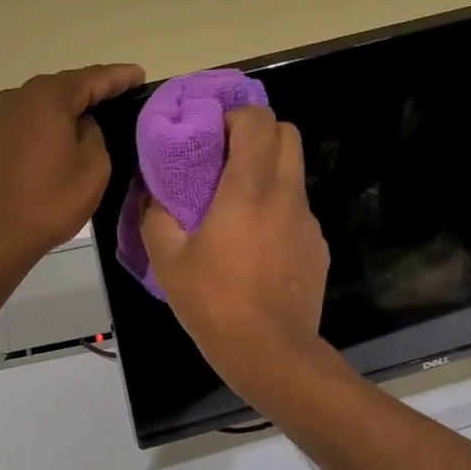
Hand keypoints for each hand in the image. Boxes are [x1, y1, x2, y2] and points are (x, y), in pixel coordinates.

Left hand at [0, 63, 145, 284]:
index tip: (140, 75)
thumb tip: (81, 126)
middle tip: (121, 96)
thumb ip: (95, 135)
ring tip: (93, 119)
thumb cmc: (48, 201)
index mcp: (47, 97)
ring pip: (42, 107)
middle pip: (63, 88)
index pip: (93, 78)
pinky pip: (26, 125)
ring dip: (66, 110)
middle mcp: (17, 97)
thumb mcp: (93, 168)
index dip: (119, 77)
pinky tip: (59, 141)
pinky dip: (46, 127)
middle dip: (92, 90)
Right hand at [140, 106, 331, 399]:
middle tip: (225, 158)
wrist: (271, 353)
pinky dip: (276, 210)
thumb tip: (153, 194)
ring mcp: (307, 222)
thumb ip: (156, 216)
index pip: (258, 120)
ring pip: (293, 172)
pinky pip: (296, 210)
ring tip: (236, 207)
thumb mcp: (167, 259)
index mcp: (249, 189)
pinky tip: (255, 246)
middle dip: (257, 133)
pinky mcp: (317, 247)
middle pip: (288, 133)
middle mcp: (285, 195)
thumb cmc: (214, 302)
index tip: (211, 136)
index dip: (234, 116)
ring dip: (267, 172)